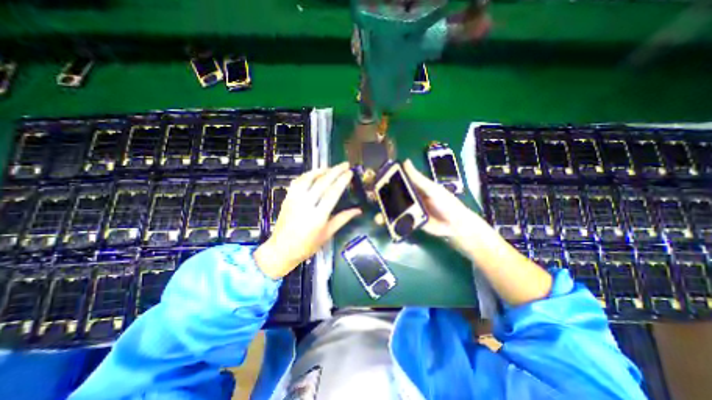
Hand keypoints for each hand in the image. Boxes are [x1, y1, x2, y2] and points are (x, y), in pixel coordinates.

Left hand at [253, 160, 361, 277]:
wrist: (281, 250)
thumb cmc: (307, 246)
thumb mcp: (327, 234)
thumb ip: (343, 219)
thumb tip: (358, 210)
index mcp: (318, 216)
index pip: (333, 193)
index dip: (342, 181)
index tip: (350, 173)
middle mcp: (306, 205)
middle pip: (322, 183)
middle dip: (335, 171)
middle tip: (345, 164)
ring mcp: (294, 200)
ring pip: (308, 179)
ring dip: (320, 170)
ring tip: (330, 166)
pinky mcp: (287, 198)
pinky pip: (297, 182)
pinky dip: (307, 175)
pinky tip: (314, 173)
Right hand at [375, 160, 495, 251]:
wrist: (454, 225)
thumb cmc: (445, 203)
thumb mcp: (431, 188)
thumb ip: (418, 178)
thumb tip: (405, 161)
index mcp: (414, 187)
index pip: (397, 181)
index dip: (386, 180)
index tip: (374, 180)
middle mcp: (409, 198)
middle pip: (392, 196)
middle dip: (381, 198)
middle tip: (372, 199)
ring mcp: (409, 210)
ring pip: (393, 209)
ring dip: (384, 212)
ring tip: (377, 216)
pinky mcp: (409, 222)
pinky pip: (398, 221)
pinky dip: (390, 222)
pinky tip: (384, 223)